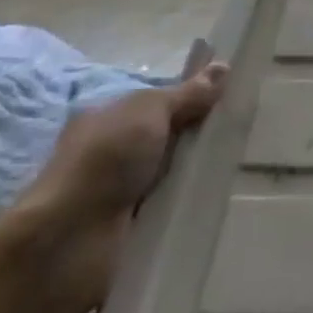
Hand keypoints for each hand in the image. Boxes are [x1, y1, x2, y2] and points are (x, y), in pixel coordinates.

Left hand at [14, 64, 226, 306]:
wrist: (67, 245)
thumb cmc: (104, 162)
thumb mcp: (149, 112)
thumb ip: (187, 95)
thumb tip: (223, 66)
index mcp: (107, 120)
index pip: (158, 105)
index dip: (192, 101)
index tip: (231, 101)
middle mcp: (111, 156)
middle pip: (169, 141)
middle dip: (201, 141)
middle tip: (246, 135)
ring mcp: (120, 197)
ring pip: (174, 178)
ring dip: (200, 178)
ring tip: (246, 170)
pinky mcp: (132, 233)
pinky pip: (173, 214)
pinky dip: (192, 210)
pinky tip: (223, 203)